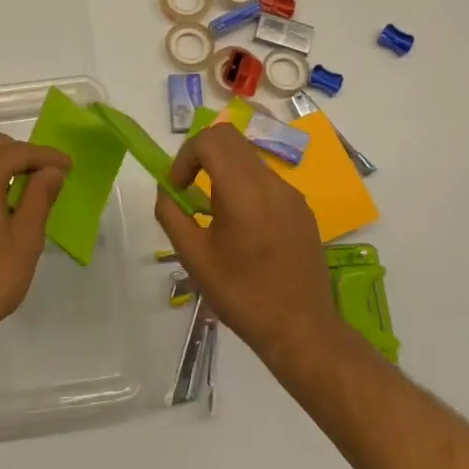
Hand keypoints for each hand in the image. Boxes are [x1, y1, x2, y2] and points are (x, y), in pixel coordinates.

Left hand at [0, 134, 70, 356]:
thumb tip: (51, 170)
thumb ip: (39, 197)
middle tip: (51, 176)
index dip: (47, 156)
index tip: (69, 166)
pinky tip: (3, 207)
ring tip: (31, 191)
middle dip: (25, 156)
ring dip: (5, 168)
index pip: (18, 151)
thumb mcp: (24, 239)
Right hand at [154, 124, 345, 368]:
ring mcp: (291, 194)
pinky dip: (246, 187)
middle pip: (231, 139)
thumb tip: (166, 191)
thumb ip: (172, 215)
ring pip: (250, 158)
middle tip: (190, 187)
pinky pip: (267, 181)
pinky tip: (244, 227)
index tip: (178, 187)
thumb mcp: (194, 257)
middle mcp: (271, 182)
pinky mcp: (303, 209)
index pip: (211, 139)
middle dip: (203, 155)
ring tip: (215, 211)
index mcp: (243, 190)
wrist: (301, 330)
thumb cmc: (241, 294)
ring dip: (224, 170)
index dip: (186, 155)